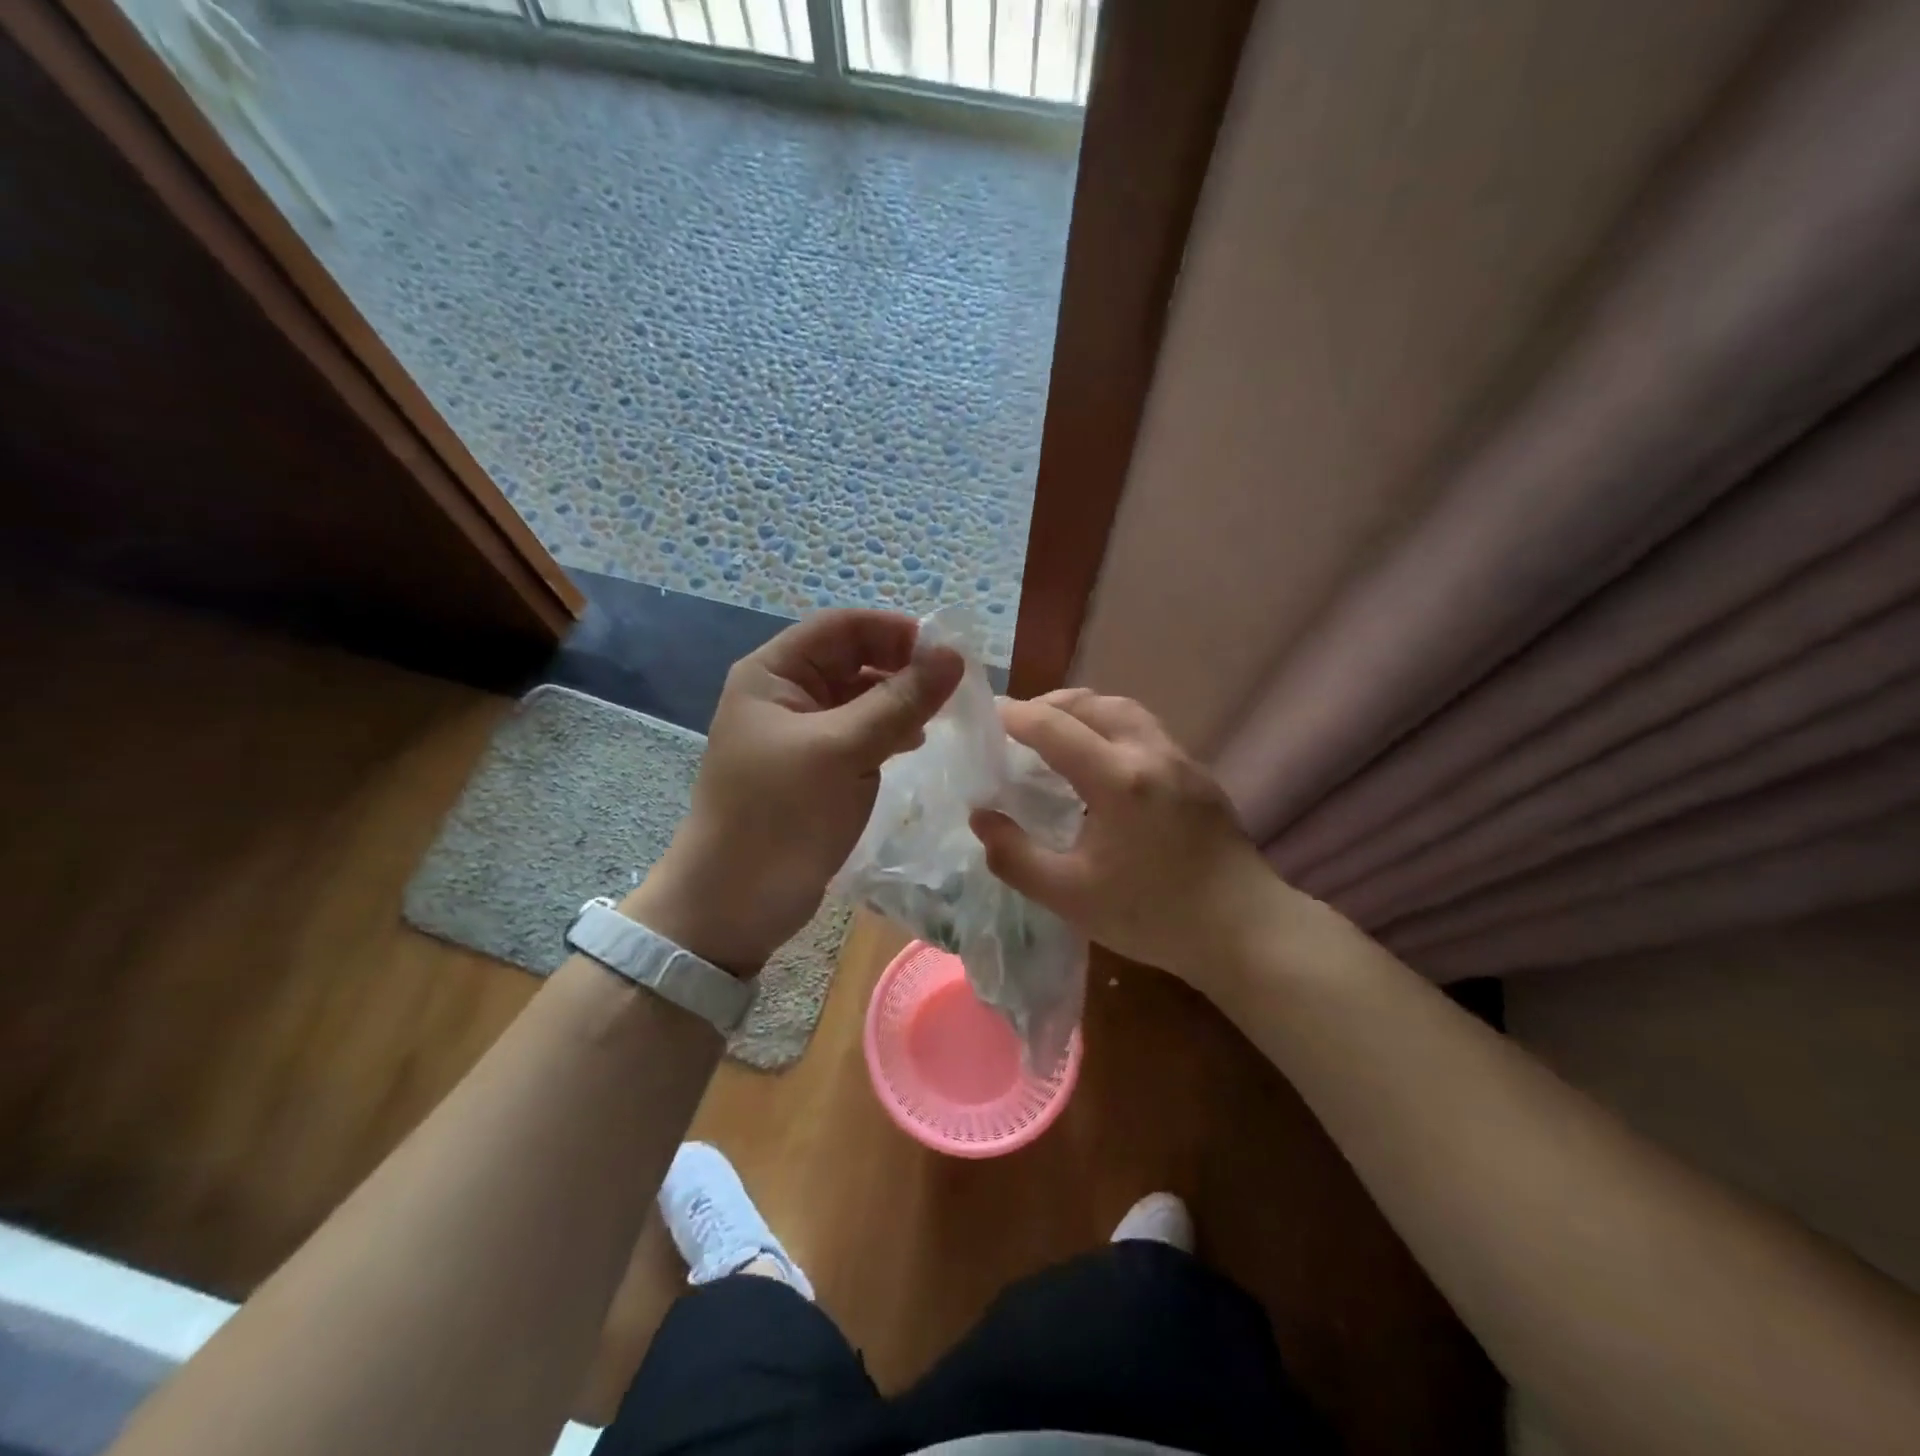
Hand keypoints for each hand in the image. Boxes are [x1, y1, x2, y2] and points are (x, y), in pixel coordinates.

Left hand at [625, 611, 962, 975]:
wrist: (734, 904)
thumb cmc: (780, 817)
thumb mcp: (843, 751)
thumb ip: (899, 701)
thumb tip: (954, 655)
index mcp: (774, 673)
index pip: (842, 626)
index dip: (895, 630)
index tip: (947, 652)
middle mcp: (785, 694)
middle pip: (854, 659)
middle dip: (902, 667)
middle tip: (953, 688)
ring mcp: (801, 733)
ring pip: (861, 698)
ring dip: (900, 701)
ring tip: (940, 717)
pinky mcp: (816, 768)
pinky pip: (859, 733)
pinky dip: (889, 733)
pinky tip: (914, 745)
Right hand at [970, 689, 1296, 989]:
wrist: (1243, 931)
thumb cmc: (1152, 916)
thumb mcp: (1069, 896)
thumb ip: (1014, 856)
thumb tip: (981, 817)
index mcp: (1117, 779)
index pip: (1055, 726)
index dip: (1016, 717)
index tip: (988, 717)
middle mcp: (1151, 754)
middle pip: (1093, 704)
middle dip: (1049, 705)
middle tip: (1018, 725)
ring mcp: (1181, 760)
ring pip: (1125, 711)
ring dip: (1085, 711)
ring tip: (1058, 734)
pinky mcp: (1198, 775)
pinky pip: (1146, 730)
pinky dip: (1111, 727)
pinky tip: (1102, 761)